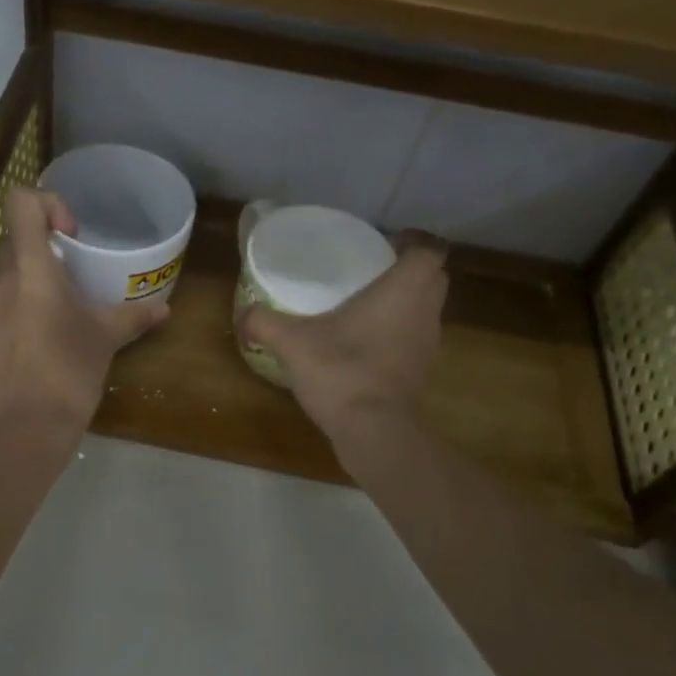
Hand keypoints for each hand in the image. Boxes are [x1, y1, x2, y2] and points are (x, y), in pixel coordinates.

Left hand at [0, 186, 169, 438]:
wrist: (28, 428)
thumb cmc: (70, 372)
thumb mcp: (106, 339)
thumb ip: (133, 317)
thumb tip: (164, 309)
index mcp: (31, 271)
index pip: (22, 204)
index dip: (48, 205)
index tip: (71, 235)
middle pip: (14, 240)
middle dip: (44, 248)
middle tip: (73, 275)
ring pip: (5, 274)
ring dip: (32, 280)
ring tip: (60, 309)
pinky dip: (19, 307)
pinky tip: (42, 337)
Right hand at [237, 235, 448, 439]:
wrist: (374, 431)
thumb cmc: (342, 372)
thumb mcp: (293, 342)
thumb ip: (264, 323)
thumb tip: (242, 315)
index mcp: (404, 291)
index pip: (430, 250)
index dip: (413, 243)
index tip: (387, 244)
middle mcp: (425, 313)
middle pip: (434, 279)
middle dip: (409, 272)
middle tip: (372, 273)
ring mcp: (429, 346)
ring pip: (426, 311)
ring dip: (405, 305)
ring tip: (366, 308)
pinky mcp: (422, 374)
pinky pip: (415, 342)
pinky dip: (398, 337)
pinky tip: (365, 347)